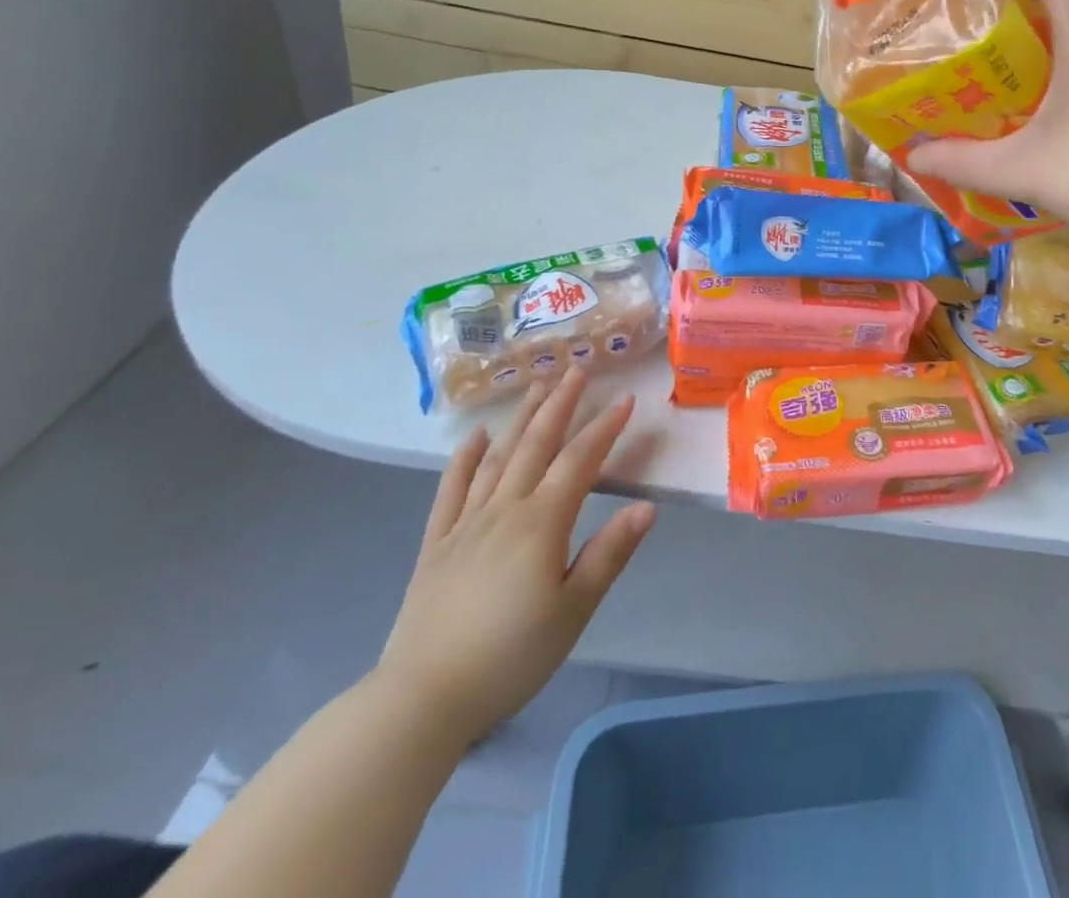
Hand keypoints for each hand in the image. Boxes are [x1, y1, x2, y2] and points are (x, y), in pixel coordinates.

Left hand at [375, 368, 654, 742]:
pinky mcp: (436, 545)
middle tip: (576, 369)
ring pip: (497, 458)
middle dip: (560, 403)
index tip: (625, 399)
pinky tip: (475, 437)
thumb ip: (610, 553)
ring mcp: (465, 524)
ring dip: (520, 419)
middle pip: (536, 445)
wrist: (422, 699)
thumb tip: (647, 507)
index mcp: (541, 523)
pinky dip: (463, 460)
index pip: (580, 461)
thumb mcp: (574, 610)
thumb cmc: (510, 656)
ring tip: (536, 386)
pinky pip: (451, 491)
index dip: (604, 427)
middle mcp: (504, 510)